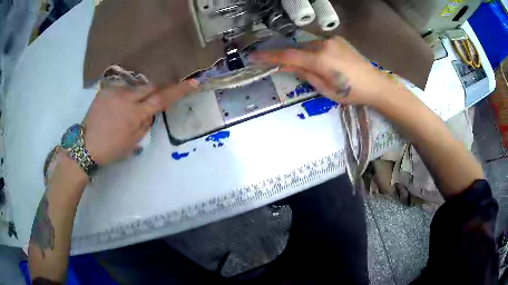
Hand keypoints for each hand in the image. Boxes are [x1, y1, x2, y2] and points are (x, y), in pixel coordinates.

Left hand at [82, 80, 197, 165]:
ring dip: (139, 93)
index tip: (192, 82)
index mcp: (134, 114)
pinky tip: (119, 105)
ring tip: (132, 106)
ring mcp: (114, 91)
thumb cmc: (110, 149)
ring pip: (135, 86)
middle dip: (158, 89)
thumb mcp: (133, 143)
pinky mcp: (105, 90)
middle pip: (150, 86)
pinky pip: (122, 87)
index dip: (178, 90)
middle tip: (159, 95)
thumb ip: (145, 124)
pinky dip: (125, 94)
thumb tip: (150, 112)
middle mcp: (126, 98)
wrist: (85, 145)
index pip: (162, 98)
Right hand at [250, 36, 399, 105]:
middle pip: (298, 49)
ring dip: (305, 56)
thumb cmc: (352, 93)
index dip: (269, 56)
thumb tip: (288, 65)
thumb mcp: (326, 90)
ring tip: (317, 70)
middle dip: (291, 58)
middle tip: (289, 69)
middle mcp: (324, 45)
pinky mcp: (338, 40)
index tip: (253, 56)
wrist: (376, 84)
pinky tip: (325, 63)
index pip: (288, 55)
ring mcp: (332, 40)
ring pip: (308, 46)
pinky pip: (319, 45)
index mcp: (320, 60)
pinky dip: (315, 52)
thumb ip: (305, 75)